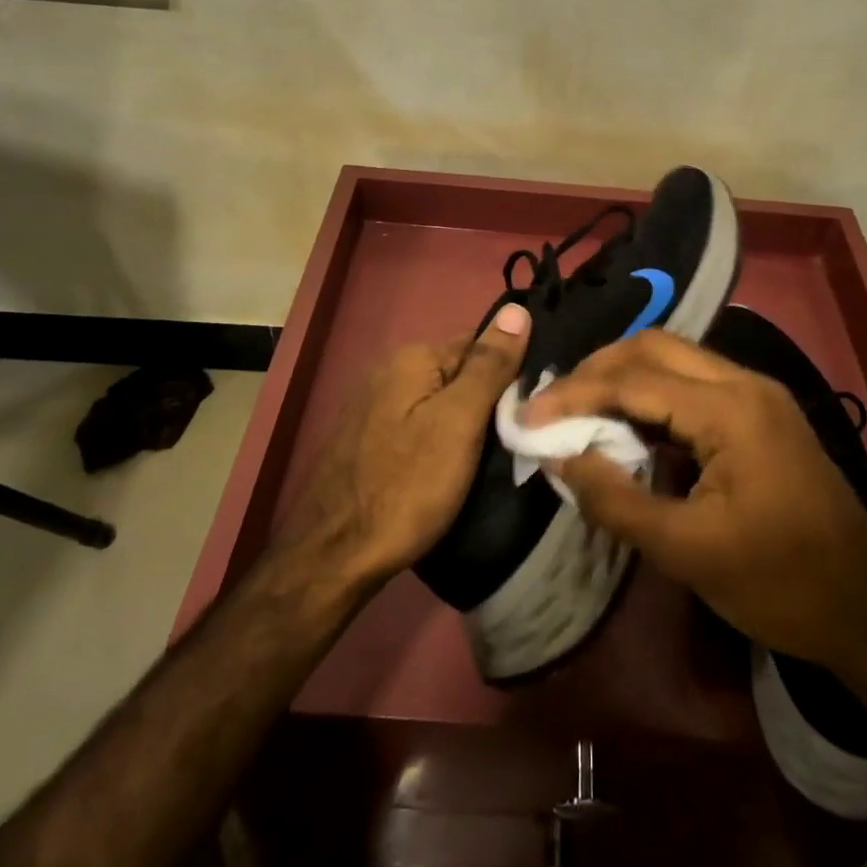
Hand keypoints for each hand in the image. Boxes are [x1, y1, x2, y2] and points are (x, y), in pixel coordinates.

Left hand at [283, 304, 530, 588]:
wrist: (334, 557)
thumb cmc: (406, 486)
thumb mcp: (459, 422)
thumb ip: (489, 365)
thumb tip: (518, 308)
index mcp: (413, 359)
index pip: (480, 344)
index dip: (510, 373)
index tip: (532, 407)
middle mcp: (389, 371)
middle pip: (458, 374)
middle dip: (488, 400)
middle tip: (516, 437)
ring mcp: (373, 407)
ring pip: (439, 402)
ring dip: (466, 423)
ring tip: (491, 457)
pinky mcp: (367, 440)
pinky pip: (419, 425)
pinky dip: (440, 440)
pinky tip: (450, 468)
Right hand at [528, 329, 866, 672]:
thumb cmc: (779, 582)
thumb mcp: (686, 551)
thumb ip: (615, 499)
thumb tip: (559, 457)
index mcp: (730, 409)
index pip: (634, 380)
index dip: (575, 394)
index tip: (530, 417)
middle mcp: (744, 382)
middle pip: (654, 347)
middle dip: (597, 369)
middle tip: (555, 403)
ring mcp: (756, 393)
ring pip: (674, 358)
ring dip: (624, 376)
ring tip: (580, 408)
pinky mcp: (760, 411)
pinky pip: (693, 383)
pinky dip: (651, 393)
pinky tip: (628, 423)